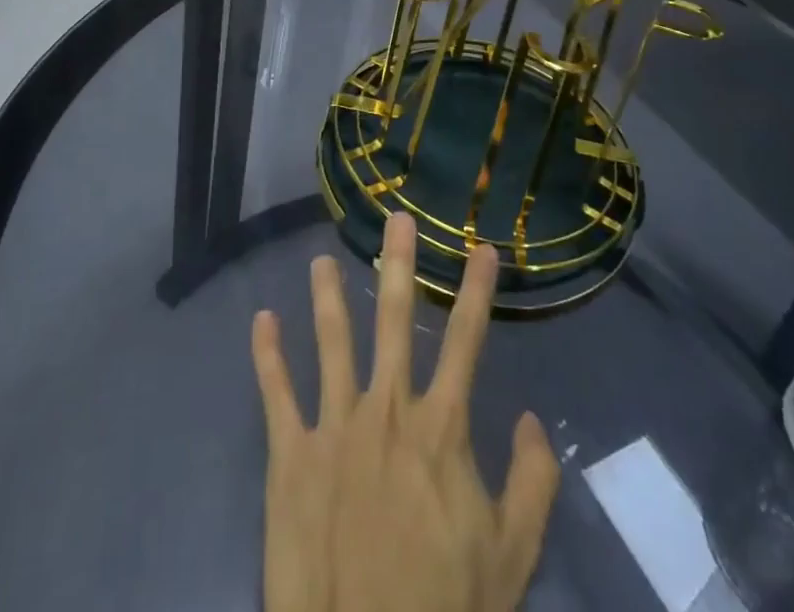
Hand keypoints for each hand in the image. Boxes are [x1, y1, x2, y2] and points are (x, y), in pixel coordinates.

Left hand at [251, 212, 559, 611]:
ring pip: (331, 341)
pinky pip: (275, 394)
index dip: (477, 290)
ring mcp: (334, 425)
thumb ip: (532, 483)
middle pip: (393, 319)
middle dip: (398, 264)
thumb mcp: (512, 555)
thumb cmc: (445, 606)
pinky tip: (261, 320)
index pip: (466, 340)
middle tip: (396, 219)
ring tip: (320, 259)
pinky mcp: (291, 454)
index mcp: (440, 426)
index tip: (483, 248)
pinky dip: (267, 355)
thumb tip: (530, 419)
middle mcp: (386, 408)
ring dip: (327, 296)